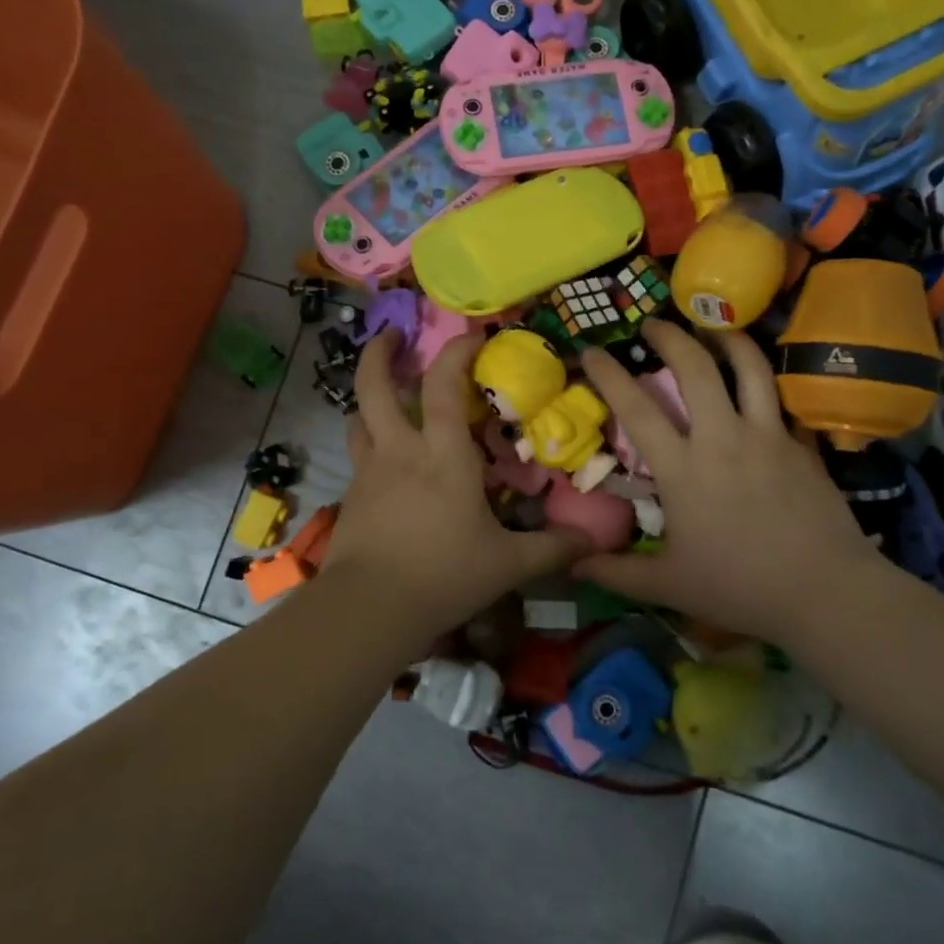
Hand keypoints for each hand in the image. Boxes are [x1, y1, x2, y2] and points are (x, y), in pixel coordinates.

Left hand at [322, 329, 584, 638]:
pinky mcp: (351, 495)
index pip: (442, 385)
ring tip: (386, 397)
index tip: (472, 335)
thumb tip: (592, 543)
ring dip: (370, 398)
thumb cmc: (444, 575)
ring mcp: (369, 471)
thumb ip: (551, 549)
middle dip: (379, 353)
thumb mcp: (507, 565)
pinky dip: (369, 442)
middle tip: (391, 335)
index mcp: (443, 455)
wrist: (370, 608)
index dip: (456, 351)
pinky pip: (358, 454)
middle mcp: (400, 450)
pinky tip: (386, 462)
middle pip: (375, 386)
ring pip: (358, 418)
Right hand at [577, 318, 901, 643]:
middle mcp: (723, 439)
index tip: (591, 350)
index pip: (637, 408)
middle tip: (652, 323)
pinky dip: (763, 381)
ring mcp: (767, 436)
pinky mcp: (800, 444)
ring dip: (726, 337)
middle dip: (670, 335)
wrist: (827, 592)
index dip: (609, 374)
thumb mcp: (669, 586)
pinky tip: (756, 382)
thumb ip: (616, 573)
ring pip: (749, 367)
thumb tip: (571, 565)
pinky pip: (779, 398)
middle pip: (695, 368)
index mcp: (683, 469)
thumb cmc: (741, 588)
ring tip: (713, 325)